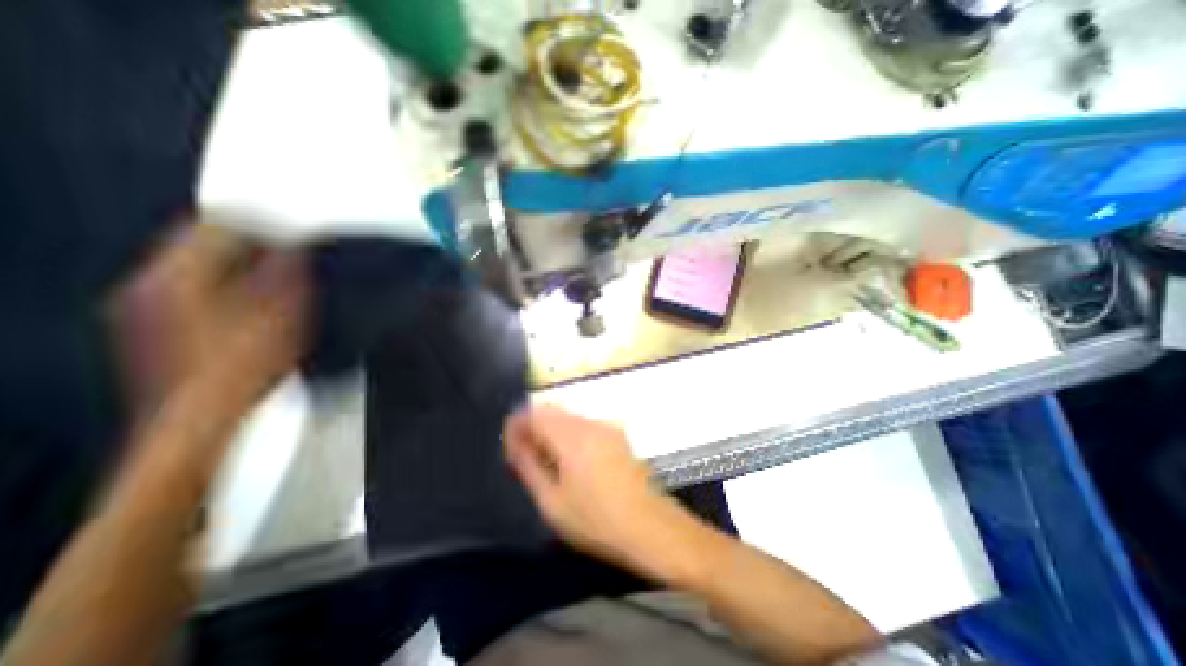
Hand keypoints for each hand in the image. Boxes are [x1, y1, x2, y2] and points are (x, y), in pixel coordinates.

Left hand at [112, 221, 303, 423]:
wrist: (205, 417)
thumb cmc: (241, 370)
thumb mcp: (280, 316)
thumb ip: (287, 276)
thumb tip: (294, 251)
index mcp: (179, 277)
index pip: (217, 226)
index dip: (260, 222)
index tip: (289, 225)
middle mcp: (155, 286)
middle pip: (202, 242)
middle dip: (250, 241)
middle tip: (287, 245)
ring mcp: (152, 307)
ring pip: (200, 265)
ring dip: (241, 262)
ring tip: (278, 269)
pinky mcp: (161, 326)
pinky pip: (196, 287)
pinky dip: (229, 283)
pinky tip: (255, 297)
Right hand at [502, 402, 702, 578]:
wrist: (649, 525)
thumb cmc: (595, 520)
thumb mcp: (552, 502)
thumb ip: (529, 467)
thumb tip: (516, 444)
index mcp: (571, 436)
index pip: (535, 413)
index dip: (517, 426)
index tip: (511, 448)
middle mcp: (589, 423)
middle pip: (552, 411)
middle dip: (534, 428)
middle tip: (525, 456)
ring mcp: (606, 427)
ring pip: (568, 417)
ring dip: (552, 431)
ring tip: (547, 461)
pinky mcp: (617, 435)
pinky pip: (584, 425)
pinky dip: (570, 435)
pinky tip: (572, 462)